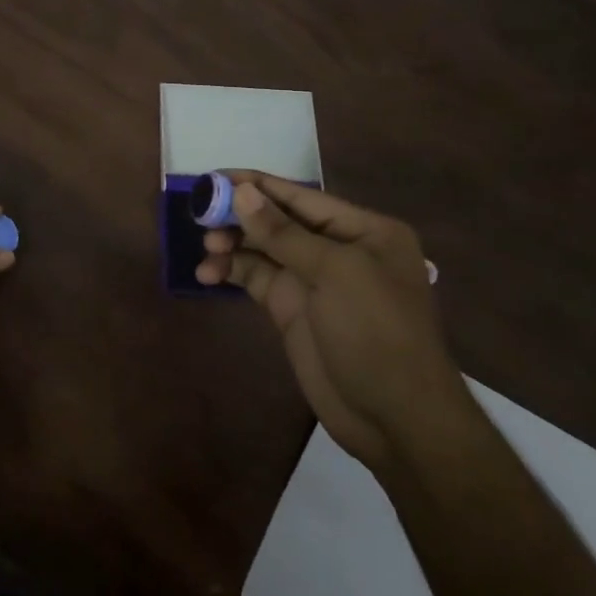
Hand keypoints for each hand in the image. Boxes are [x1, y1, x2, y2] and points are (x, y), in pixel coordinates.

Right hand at [197, 173, 465, 468]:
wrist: (395, 418)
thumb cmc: (376, 332)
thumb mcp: (335, 273)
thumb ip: (283, 232)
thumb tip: (242, 191)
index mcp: (362, 230)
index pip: (301, 196)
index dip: (257, 185)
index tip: (213, 177)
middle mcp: (337, 249)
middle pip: (277, 220)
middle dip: (240, 216)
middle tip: (200, 216)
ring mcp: (313, 281)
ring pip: (262, 249)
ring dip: (232, 245)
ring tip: (207, 251)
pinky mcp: (292, 308)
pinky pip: (255, 278)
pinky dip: (231, 272)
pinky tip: (207, 275)